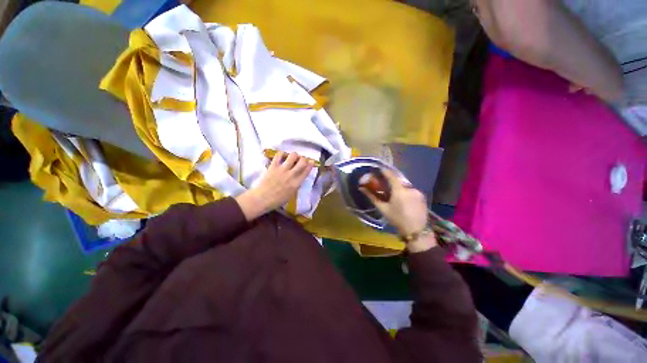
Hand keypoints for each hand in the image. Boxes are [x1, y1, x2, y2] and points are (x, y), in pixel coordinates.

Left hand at [235, 152, 313, 220]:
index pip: (306, 171)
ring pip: (293, 156)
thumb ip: (296, 184)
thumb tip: (299, 177)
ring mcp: (282, 169)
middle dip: (303, 159)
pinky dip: (282, 154)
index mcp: (296, 183)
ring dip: (294, 155)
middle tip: (301, 160)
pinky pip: (279, 155)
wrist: (262, 199)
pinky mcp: (273, 166)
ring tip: (292, 157)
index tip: (311, 161)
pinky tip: (282, 156)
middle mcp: (291, 175)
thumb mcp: (291, 194)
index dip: (310, 165)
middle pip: (302, 161)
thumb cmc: (277, 200)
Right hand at [361, 169, 436, 252]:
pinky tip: (403, 200)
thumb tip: (361, 188)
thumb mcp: (383, 208)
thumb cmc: (397, 219)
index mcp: (399, 191)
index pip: (391, 176)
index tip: (379, 169)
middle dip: (391, 181)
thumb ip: (372, 197)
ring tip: (395, 195)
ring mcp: (417, 191)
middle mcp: (409, 188)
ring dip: (399, 187)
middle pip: (398, 180)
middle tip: (386, 185)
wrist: (416, 230)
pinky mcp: (422, 195)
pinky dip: (406, 191)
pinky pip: (411, 190)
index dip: (384, 171)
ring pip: (405, 185)